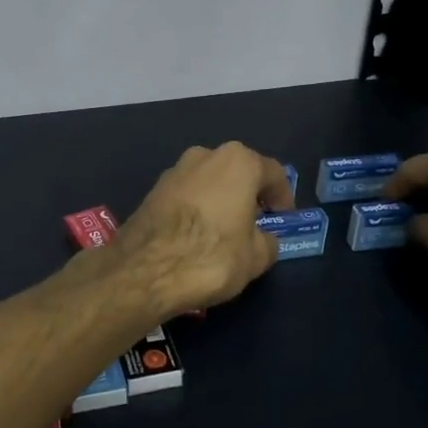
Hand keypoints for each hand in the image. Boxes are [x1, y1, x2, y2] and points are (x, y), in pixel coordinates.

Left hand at [111, 143, 296, 317]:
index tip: (283, 218)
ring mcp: (174, 171)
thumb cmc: (212, 257)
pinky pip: (186, 196)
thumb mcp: (256, 257)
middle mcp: (205, 155)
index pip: (273, 173)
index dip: (283, 197)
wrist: (144, 271)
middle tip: (255, 224)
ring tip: (224, 233)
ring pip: (208, 183)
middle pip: (237, 173)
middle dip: (248, 196)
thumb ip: (267, 241)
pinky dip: (195, 210)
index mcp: (238, 162)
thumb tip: (262, 239)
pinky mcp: (151, 191)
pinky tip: (195, 236)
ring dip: (220, 201)